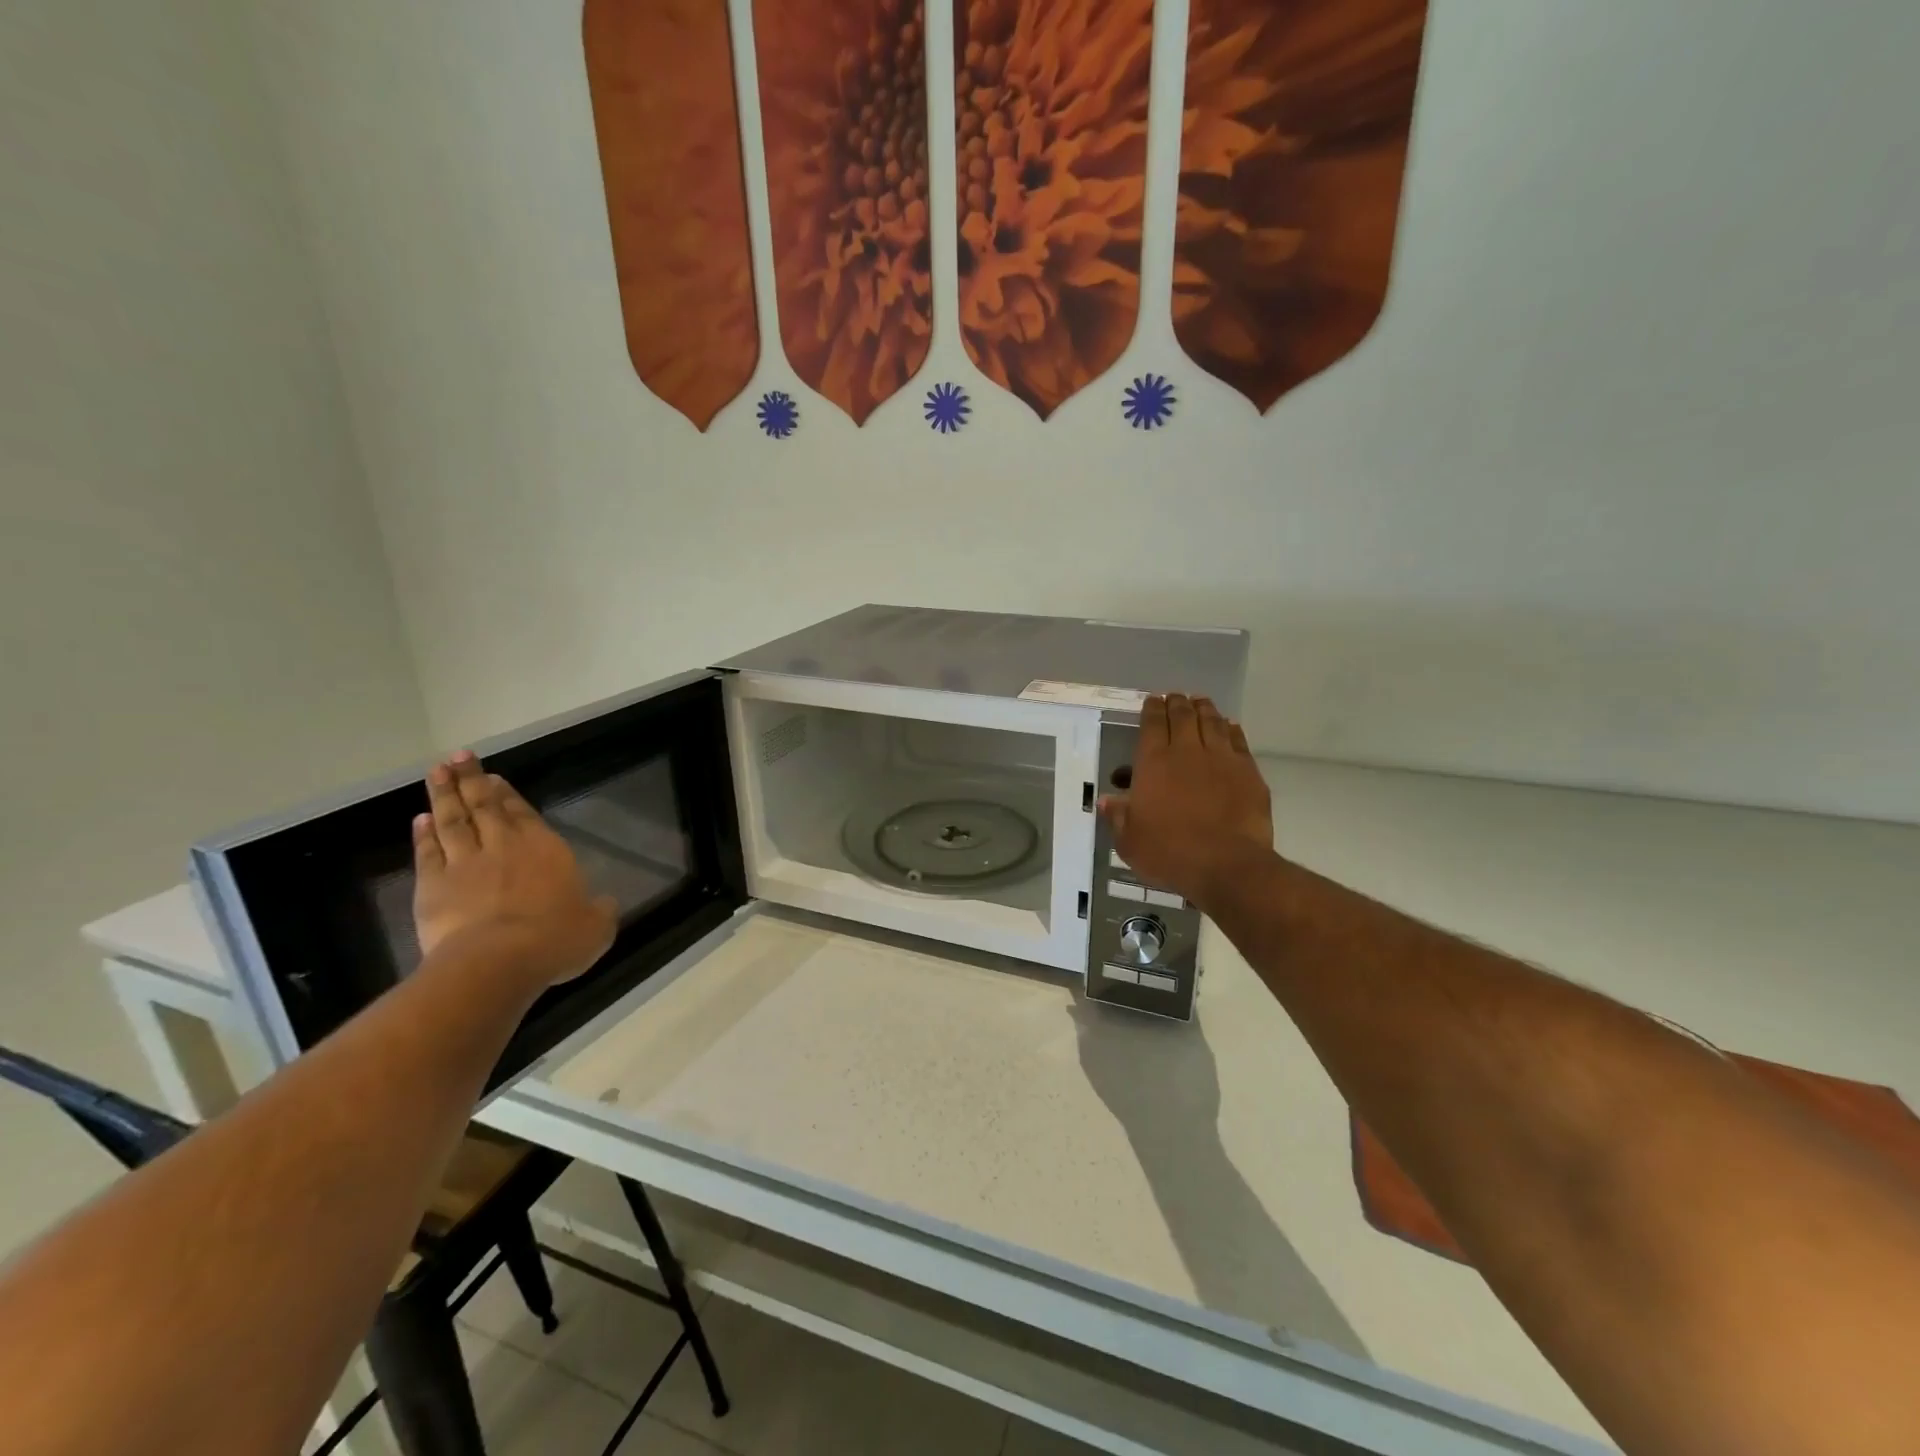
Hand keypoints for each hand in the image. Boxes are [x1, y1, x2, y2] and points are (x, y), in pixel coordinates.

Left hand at [412, 751, 618, 988]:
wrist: (498, 961)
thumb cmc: (555, 939)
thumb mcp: (596, 927)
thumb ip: (599, 910)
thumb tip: (605, 904)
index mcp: (545, 849)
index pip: (523, 814)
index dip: (508, 794)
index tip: (494, 776)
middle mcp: (505, 847)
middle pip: (484, 806)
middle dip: (472, 779)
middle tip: (458, 756)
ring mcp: (465, 864)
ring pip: (453, 821)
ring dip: (444, 795)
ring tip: (436, 772)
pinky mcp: (433, 886)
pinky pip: (428, 853)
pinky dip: (423, 835)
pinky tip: (420, 819)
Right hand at [1100, 694, 1273, 913]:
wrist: (1227, 865)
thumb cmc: (1170, 853)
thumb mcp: (1130, 842)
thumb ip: (1118, 817)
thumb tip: (1106, 800)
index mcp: (1154, 763)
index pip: (1152, 724)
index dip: (1151, 709)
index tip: (1152, 701)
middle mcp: (1187, 752)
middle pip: (1183, 716)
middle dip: (1177, 703)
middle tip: (1175, 697)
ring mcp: (1222, 759)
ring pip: (1212, 722)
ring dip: (1204, 709)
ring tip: (1200, 702)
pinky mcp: (1248, 772)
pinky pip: (1238, 741)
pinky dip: (1231, 730)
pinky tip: (1229, 727)